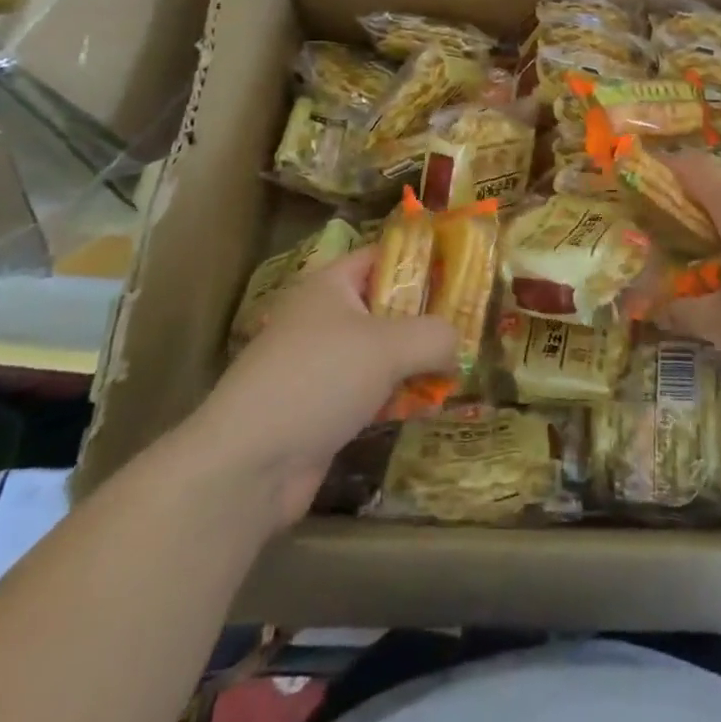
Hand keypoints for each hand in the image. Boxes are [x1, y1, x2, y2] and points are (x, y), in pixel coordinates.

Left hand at [189, 248, 456, 526]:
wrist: (249, 465)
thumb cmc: (319, 379)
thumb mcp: (388, 346)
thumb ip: (434, 336)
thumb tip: (456, 346)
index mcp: (331, 285)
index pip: (384, 256)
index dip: (422, 259)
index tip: (463, 271)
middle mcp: (325, 317)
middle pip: (387, 305)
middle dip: (428, 316)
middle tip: (471, 323)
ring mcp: (322, 364)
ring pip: (382, 352)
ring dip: (416, 361)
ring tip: (459, 367)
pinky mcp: (323, 408)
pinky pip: (372, 390)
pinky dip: (398, 395)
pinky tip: (430, 407)